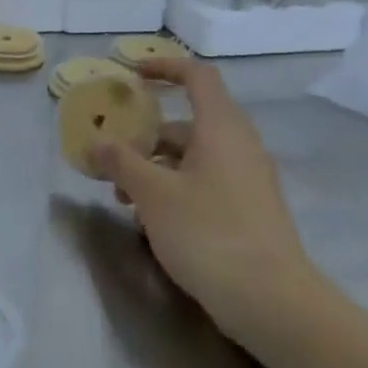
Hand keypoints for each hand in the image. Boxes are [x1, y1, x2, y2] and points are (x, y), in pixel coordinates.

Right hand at [89, 58, 318, 336]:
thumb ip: (121, 161)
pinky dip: (174, 189)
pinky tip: (150, 221)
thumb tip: (96, 142)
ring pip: (193, 157)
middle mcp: (239, 146)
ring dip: (154, 168)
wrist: (271, 301)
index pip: (196, 76)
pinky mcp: (248, 210)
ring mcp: (247, 180)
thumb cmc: (208, 233)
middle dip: (145, 135)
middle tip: (112, 155)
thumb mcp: (153, 194)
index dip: (164, 66)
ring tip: (122, 197)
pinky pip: (204, 183)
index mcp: (221, 128)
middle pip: (188, 122)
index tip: (131, 73)